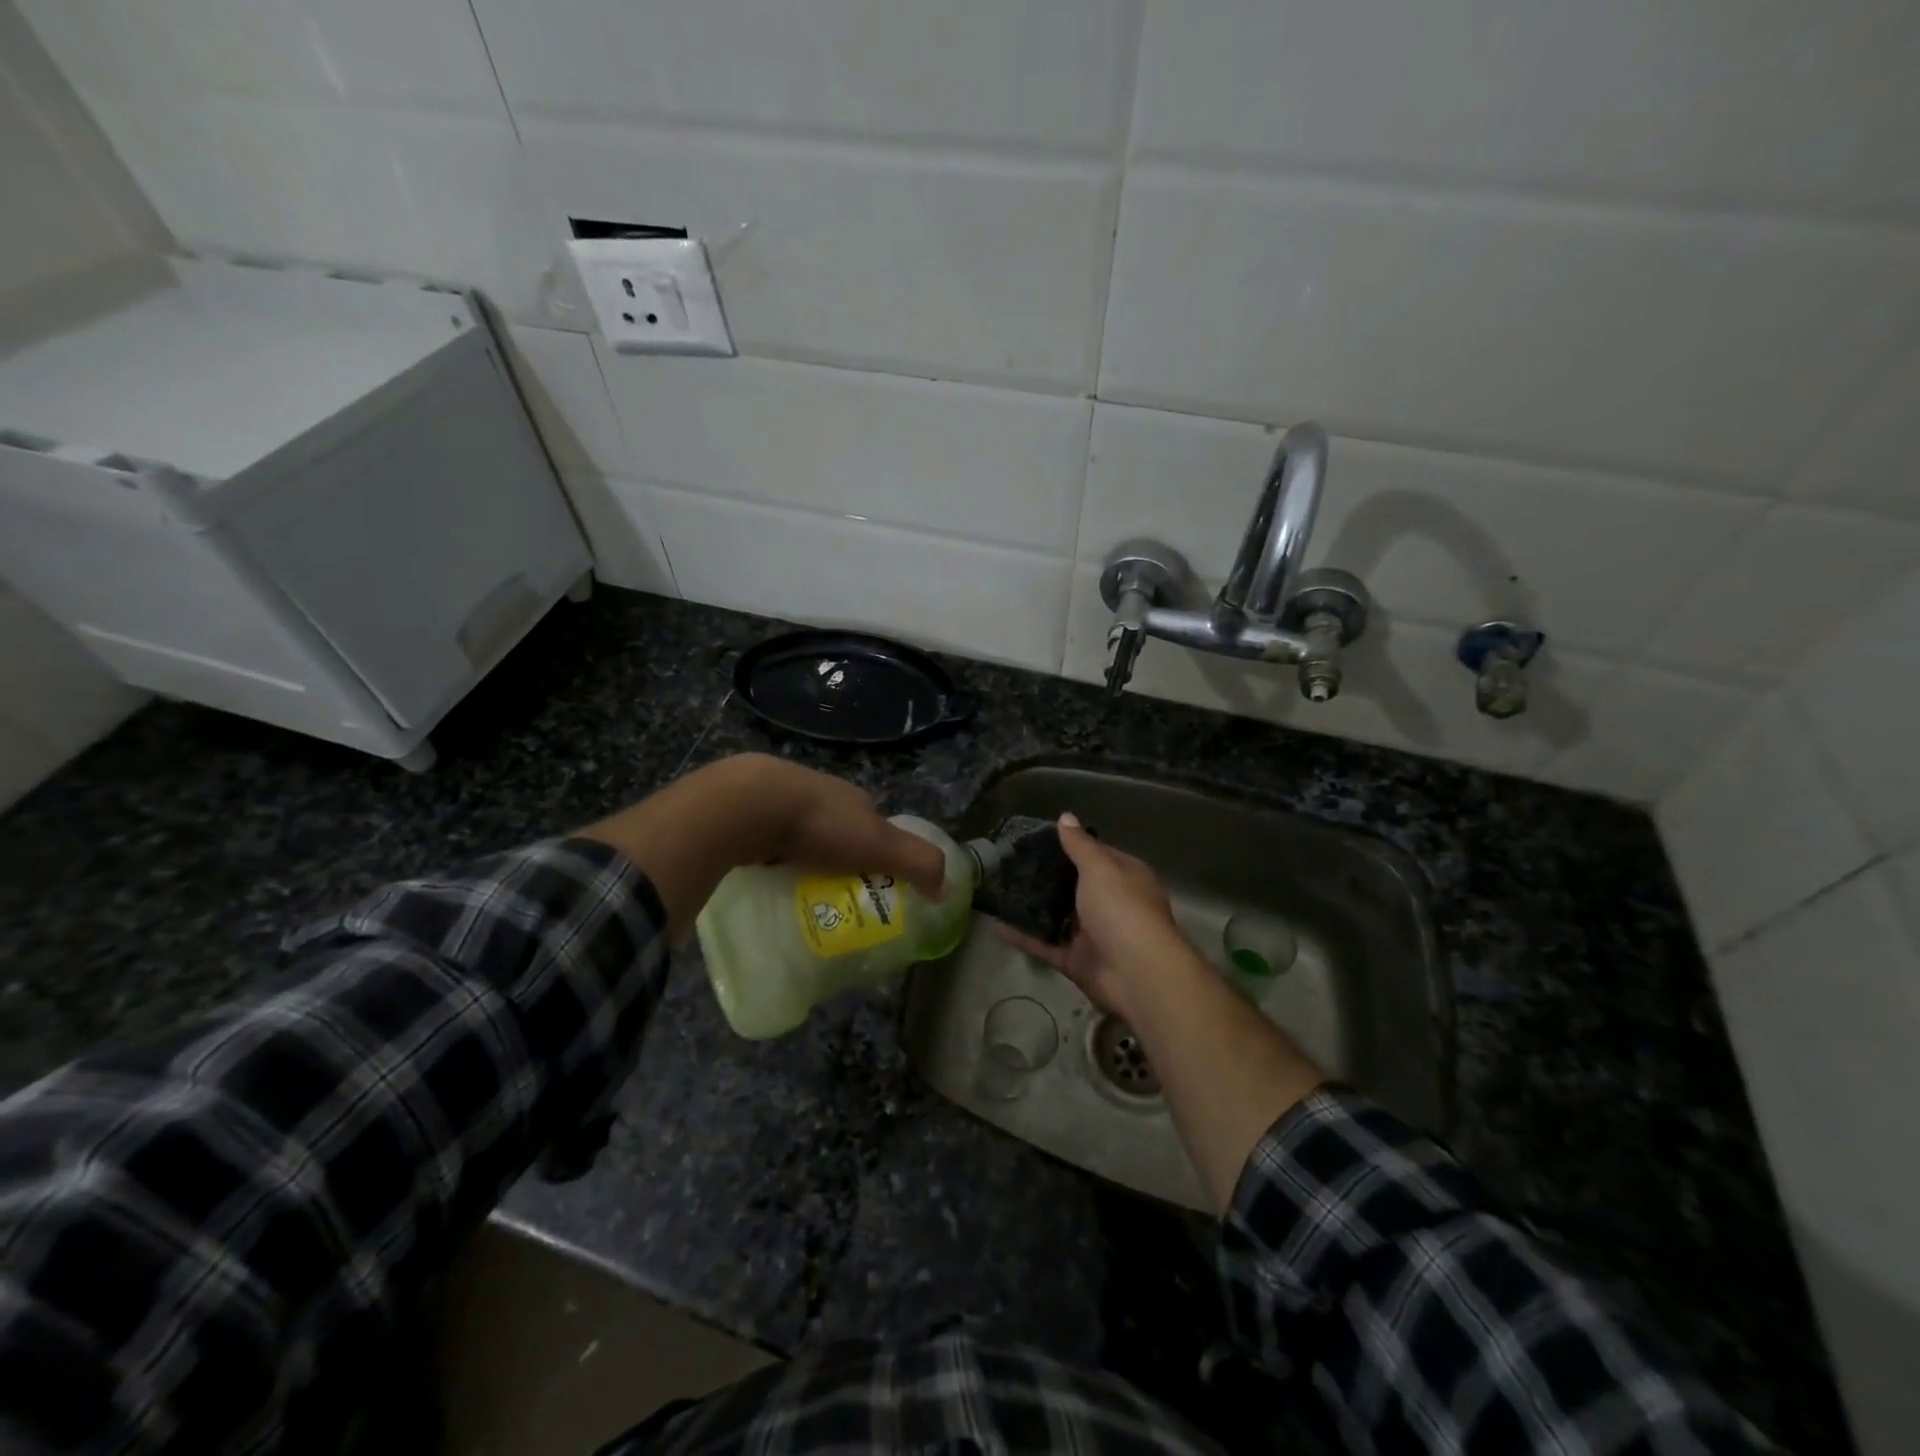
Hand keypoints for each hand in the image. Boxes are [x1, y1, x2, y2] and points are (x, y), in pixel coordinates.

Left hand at [746, 756, 947, 897]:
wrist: (752, 804)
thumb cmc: (823, 824)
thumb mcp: (882, 845)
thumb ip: (918, 863)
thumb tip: (946, 889)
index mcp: (854, 799)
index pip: (876, 828)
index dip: (881, 855)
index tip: (875, 887)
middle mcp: (821, 795)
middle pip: (839, 833)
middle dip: (840, 860)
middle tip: (836, 898)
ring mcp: (782, 802)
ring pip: (802, 837)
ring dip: (805, 860)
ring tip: (802, 895)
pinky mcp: (750, 814)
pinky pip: (769, 843)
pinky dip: (774, 860)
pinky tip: (770, 881)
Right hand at [994, 812, 1188, 1020]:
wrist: (1136, 973)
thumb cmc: (1121, 909)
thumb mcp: (1099, 868)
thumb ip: (1079, 845)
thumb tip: (1065, 816)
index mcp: (1125, 877)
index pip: (1097, 854)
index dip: (1071, 845)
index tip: (1038, 839)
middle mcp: (1111, 903)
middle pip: (1075, 886)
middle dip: (1048, 876)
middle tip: (1012, 863)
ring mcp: (1093, 934)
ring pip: (1058, 916)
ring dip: (1033, 906)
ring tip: (1000, 889)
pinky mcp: (1076, 960)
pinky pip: (1045, 944)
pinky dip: (1023, 936)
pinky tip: (996, 924)